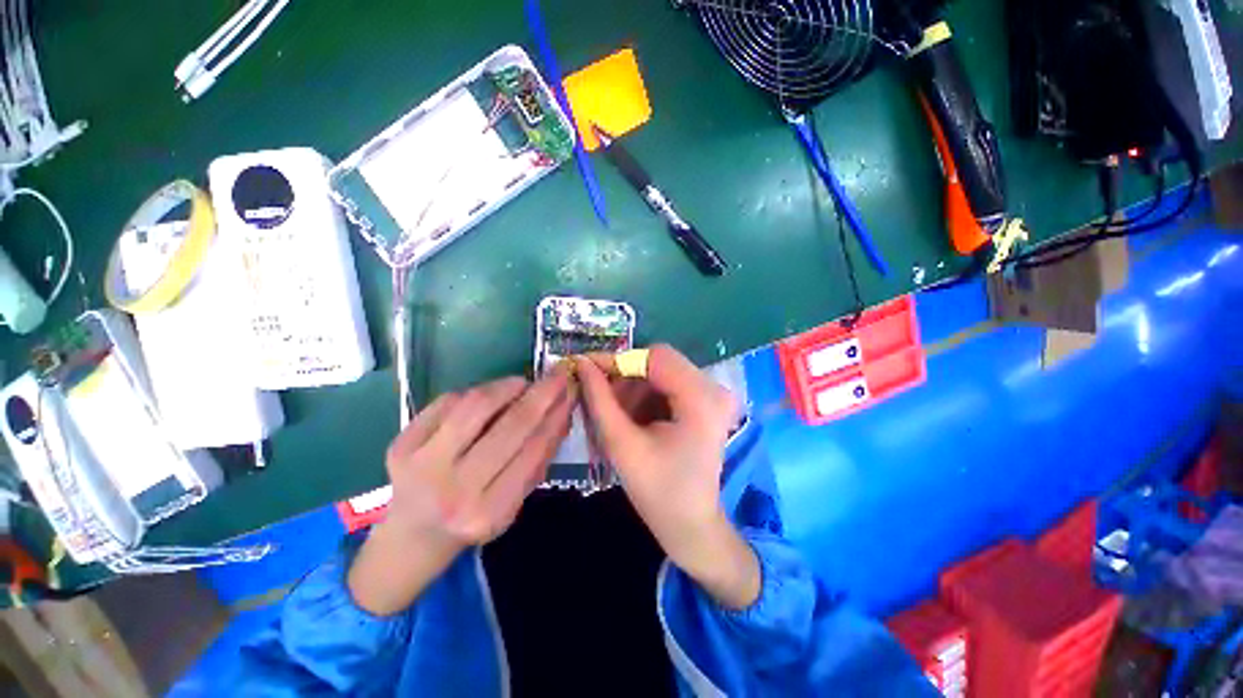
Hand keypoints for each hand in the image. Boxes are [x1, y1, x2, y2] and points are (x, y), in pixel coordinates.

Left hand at [349, 369, 574, 614]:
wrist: (413, 535)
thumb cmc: (475, 516)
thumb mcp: (515, 502)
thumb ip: (540, 458)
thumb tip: (562, 411)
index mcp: (489, 512)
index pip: (533, 451)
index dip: (556, 416)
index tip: (571, 391)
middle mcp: (454, 491)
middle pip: (510, 426)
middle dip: (541, 394)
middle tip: (558, 374)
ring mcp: (421, 465)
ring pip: (476, 406)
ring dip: (508, 386)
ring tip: (524, 382)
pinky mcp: (401, 444)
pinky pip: (448, 401)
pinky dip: (477, 392)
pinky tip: (490, 395)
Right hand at [575, 345, 759, 609]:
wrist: (692, 525)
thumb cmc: (657, 493)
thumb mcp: (621, 445)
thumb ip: (599, 399)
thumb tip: (581, 362)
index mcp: (701, 400)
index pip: (656, 357)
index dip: (619, 360)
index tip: (588, 369)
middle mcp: (715, 389)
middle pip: (661, 363)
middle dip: (626, 377)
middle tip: (600, 398)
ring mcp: (716, 395)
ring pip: (663, 372)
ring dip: (635, 388)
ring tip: (618, 415)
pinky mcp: (709, 402)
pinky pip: (670, 384)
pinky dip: (647, 395)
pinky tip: (635, 418)